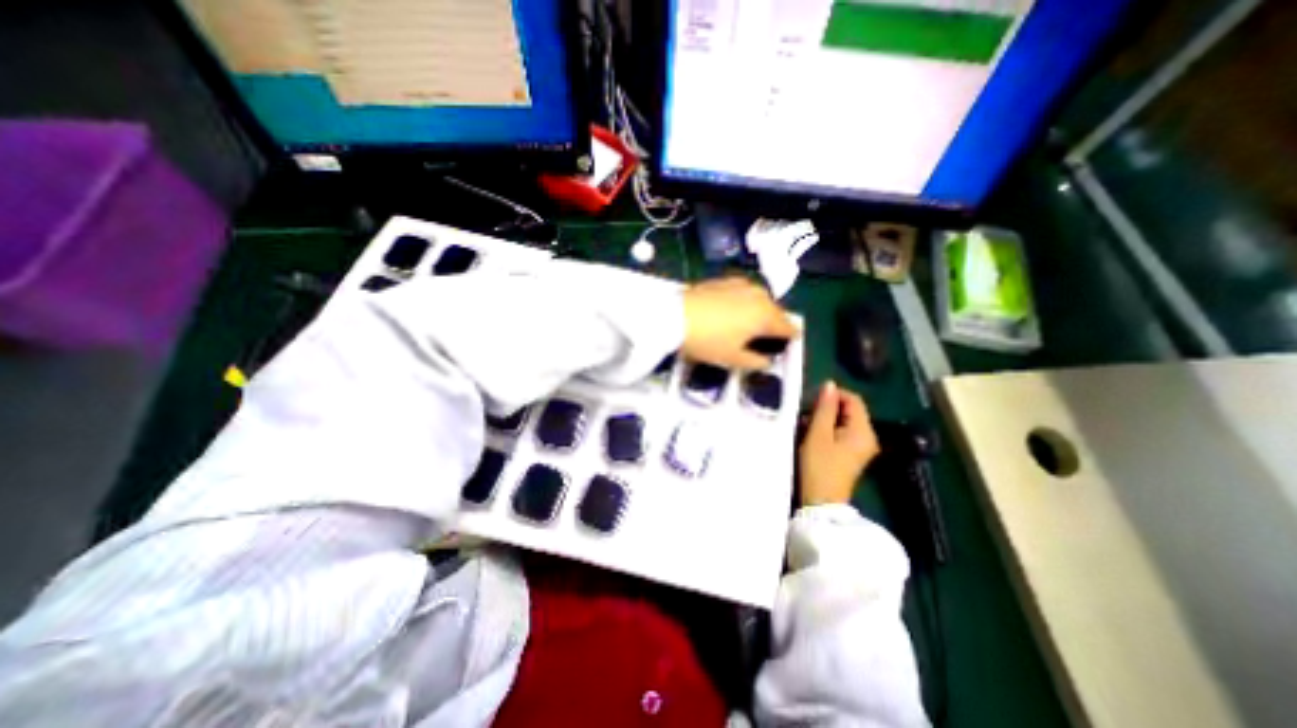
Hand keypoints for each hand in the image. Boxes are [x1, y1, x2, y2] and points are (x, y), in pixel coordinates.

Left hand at [680, 276, 800, 372]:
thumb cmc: (707, 341)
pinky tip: (730, 312)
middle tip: (762, 340)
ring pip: (760, 300)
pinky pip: (743, 293)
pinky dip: (743, 303)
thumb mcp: (733, 359)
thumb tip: (767, 361)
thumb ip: (756, 362)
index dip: (788, 340)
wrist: (674, 316)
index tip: (782, 348)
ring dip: (759, 312)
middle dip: (773, 325)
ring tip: (746, 326)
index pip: (789, 328)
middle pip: (776, 312)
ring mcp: (741, 285)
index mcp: (766, 315)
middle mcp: (759, 295)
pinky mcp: (724, 280)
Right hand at [803, 380, 880, 504]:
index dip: (834, 395)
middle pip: (850, 410)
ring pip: (844, 421)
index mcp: (863, 431)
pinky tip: (812, 435)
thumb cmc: (819, 466)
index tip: (812, 400)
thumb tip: (830, 385)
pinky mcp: (852, 454)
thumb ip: (825, 408)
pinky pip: (842, 433)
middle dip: (828, 408)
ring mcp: (861, 447)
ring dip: (825, 419)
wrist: (822, 503)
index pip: (854, 400)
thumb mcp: (818, 434)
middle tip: (806, 413)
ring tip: (805, 425)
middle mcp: (867, 437)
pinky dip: (828, 430)